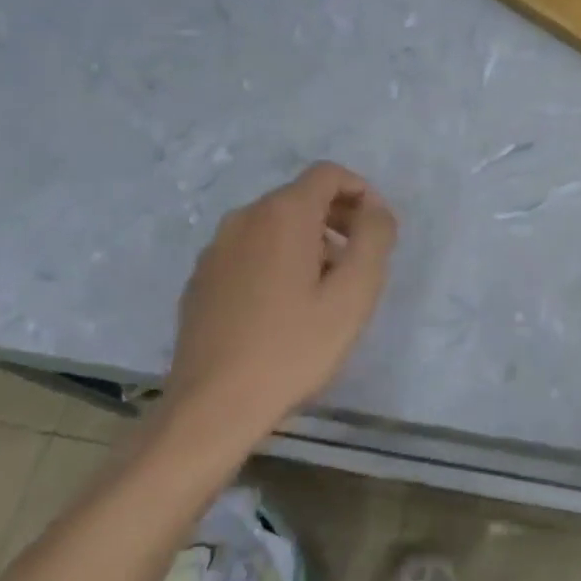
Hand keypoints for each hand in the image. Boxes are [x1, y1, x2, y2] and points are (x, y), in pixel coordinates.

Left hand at [155, 163, 396, 461]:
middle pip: (301, 197)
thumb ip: (375, 238)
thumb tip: (376, 210)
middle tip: (360, 261)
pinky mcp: (201, 279)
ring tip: (327, 288)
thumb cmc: (293, 347)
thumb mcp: (355, 293)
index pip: (328, 174)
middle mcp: (244, 218)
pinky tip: (285, 307)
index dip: (361, 191)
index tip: (378, 229)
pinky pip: (250, 250)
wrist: (213, 406)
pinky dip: (278, 260)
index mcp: (282, 214)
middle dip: (338, 218)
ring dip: (309, 241)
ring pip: (274, 225)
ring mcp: (216, 249)